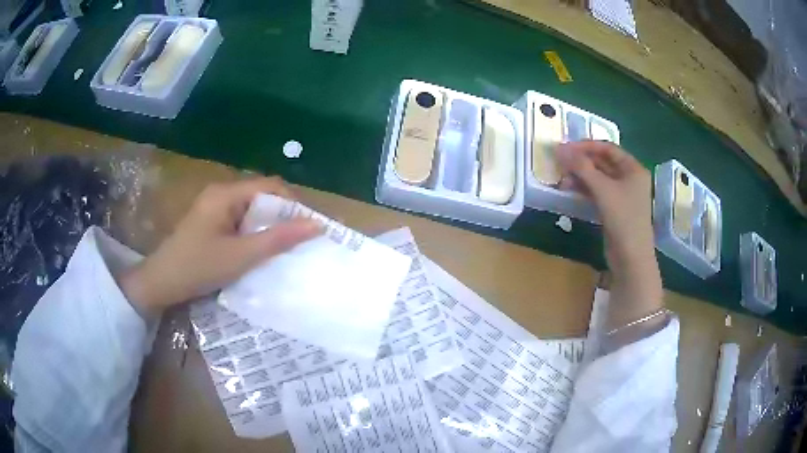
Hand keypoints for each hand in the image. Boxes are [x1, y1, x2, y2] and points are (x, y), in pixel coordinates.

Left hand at [119, 177, 322, 316]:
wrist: (161, 283)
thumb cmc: (198, 267)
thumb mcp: (241, 256)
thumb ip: (278, 239)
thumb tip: (316, 224)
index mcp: (226, 194)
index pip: (270, 186)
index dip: (292, 204)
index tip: (307, 229)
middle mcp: (220, 193)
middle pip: (261, 196)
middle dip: (281, 217)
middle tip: (296, 243)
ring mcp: (214, 207)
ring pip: (251, 210)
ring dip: (267, 227)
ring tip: (281, 249)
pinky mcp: (210, 222)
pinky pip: (240, 221)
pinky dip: (253, 233)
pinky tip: (257, 251)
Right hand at [555, 140, 653, 267]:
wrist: (631, 258)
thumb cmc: (623, 219)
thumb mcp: (603, 190)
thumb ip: (582, 168)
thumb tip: (560, 149)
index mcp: (633, 169)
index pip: (608, 148)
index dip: (587, 146)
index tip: (566, 148)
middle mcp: (629, 179)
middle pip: (602, 163)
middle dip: (582, 162)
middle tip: (560, 163)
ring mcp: (621, 195)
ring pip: (598, 178)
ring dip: (580, 176)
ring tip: (562, 178)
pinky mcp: (613, 210)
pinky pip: (597, 193)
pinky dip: (584, 189)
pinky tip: (569, 190)